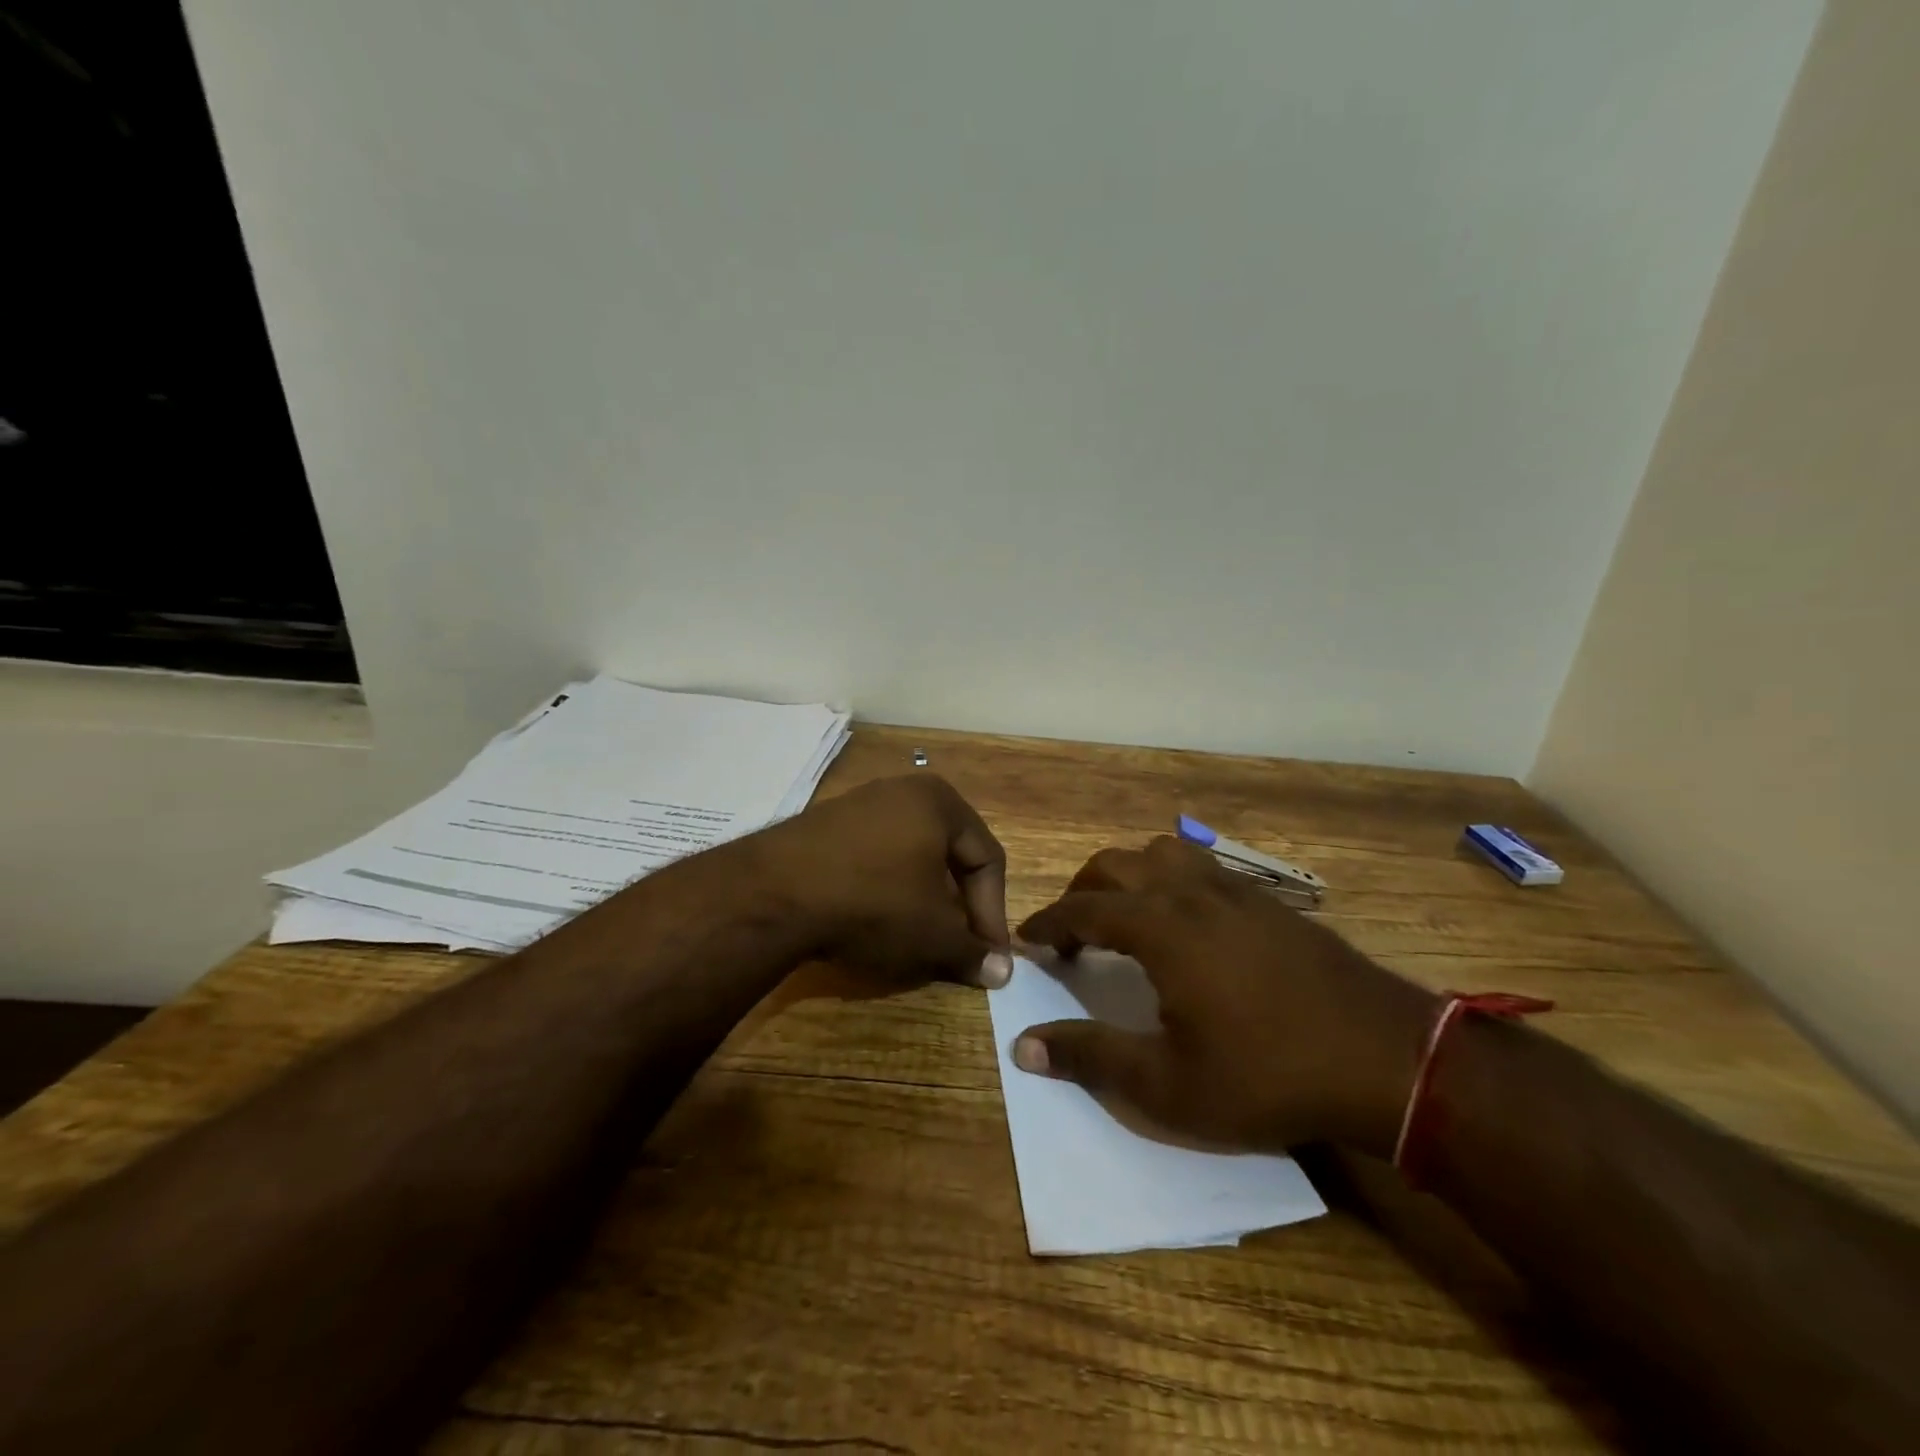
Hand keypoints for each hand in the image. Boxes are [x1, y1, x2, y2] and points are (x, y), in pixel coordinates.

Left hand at [753, 773, 1012, 989]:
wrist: (772, 893)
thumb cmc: (873, 903)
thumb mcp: (932, 934)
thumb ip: (972, 952)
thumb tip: (1002, 973)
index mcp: (941, 802)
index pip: (987, 859)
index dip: (994, 913)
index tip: (988, 955)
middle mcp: (904, 791)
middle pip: (949, 854)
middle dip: (958, 904)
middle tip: (958, 944)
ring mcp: (860, 803)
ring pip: (911, 856)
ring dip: (922, 898)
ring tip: (918, 936)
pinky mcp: (826, 824)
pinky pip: (874, 856)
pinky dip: (885, 888)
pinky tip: (874, 919)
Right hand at [1013, 836, 1437, 1156]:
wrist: (1385, 1058)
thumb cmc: (1267, 1075)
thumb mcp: (1167, 1085)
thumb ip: (1090, 1058)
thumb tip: (1023, 1046)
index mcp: (1160, 926)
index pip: (1082, 908)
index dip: (1048, 924)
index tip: (1027, 941)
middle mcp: (1190, 892)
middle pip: (1115, 865)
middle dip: (1081, 892)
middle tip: (1070, 933)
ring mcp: (1234, 889)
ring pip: (1162, 853)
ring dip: (1129, 875)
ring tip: (1126, 916)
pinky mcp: (1268, 900)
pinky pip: (1201, 867)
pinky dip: (1172, 880)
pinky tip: (1187, 923)